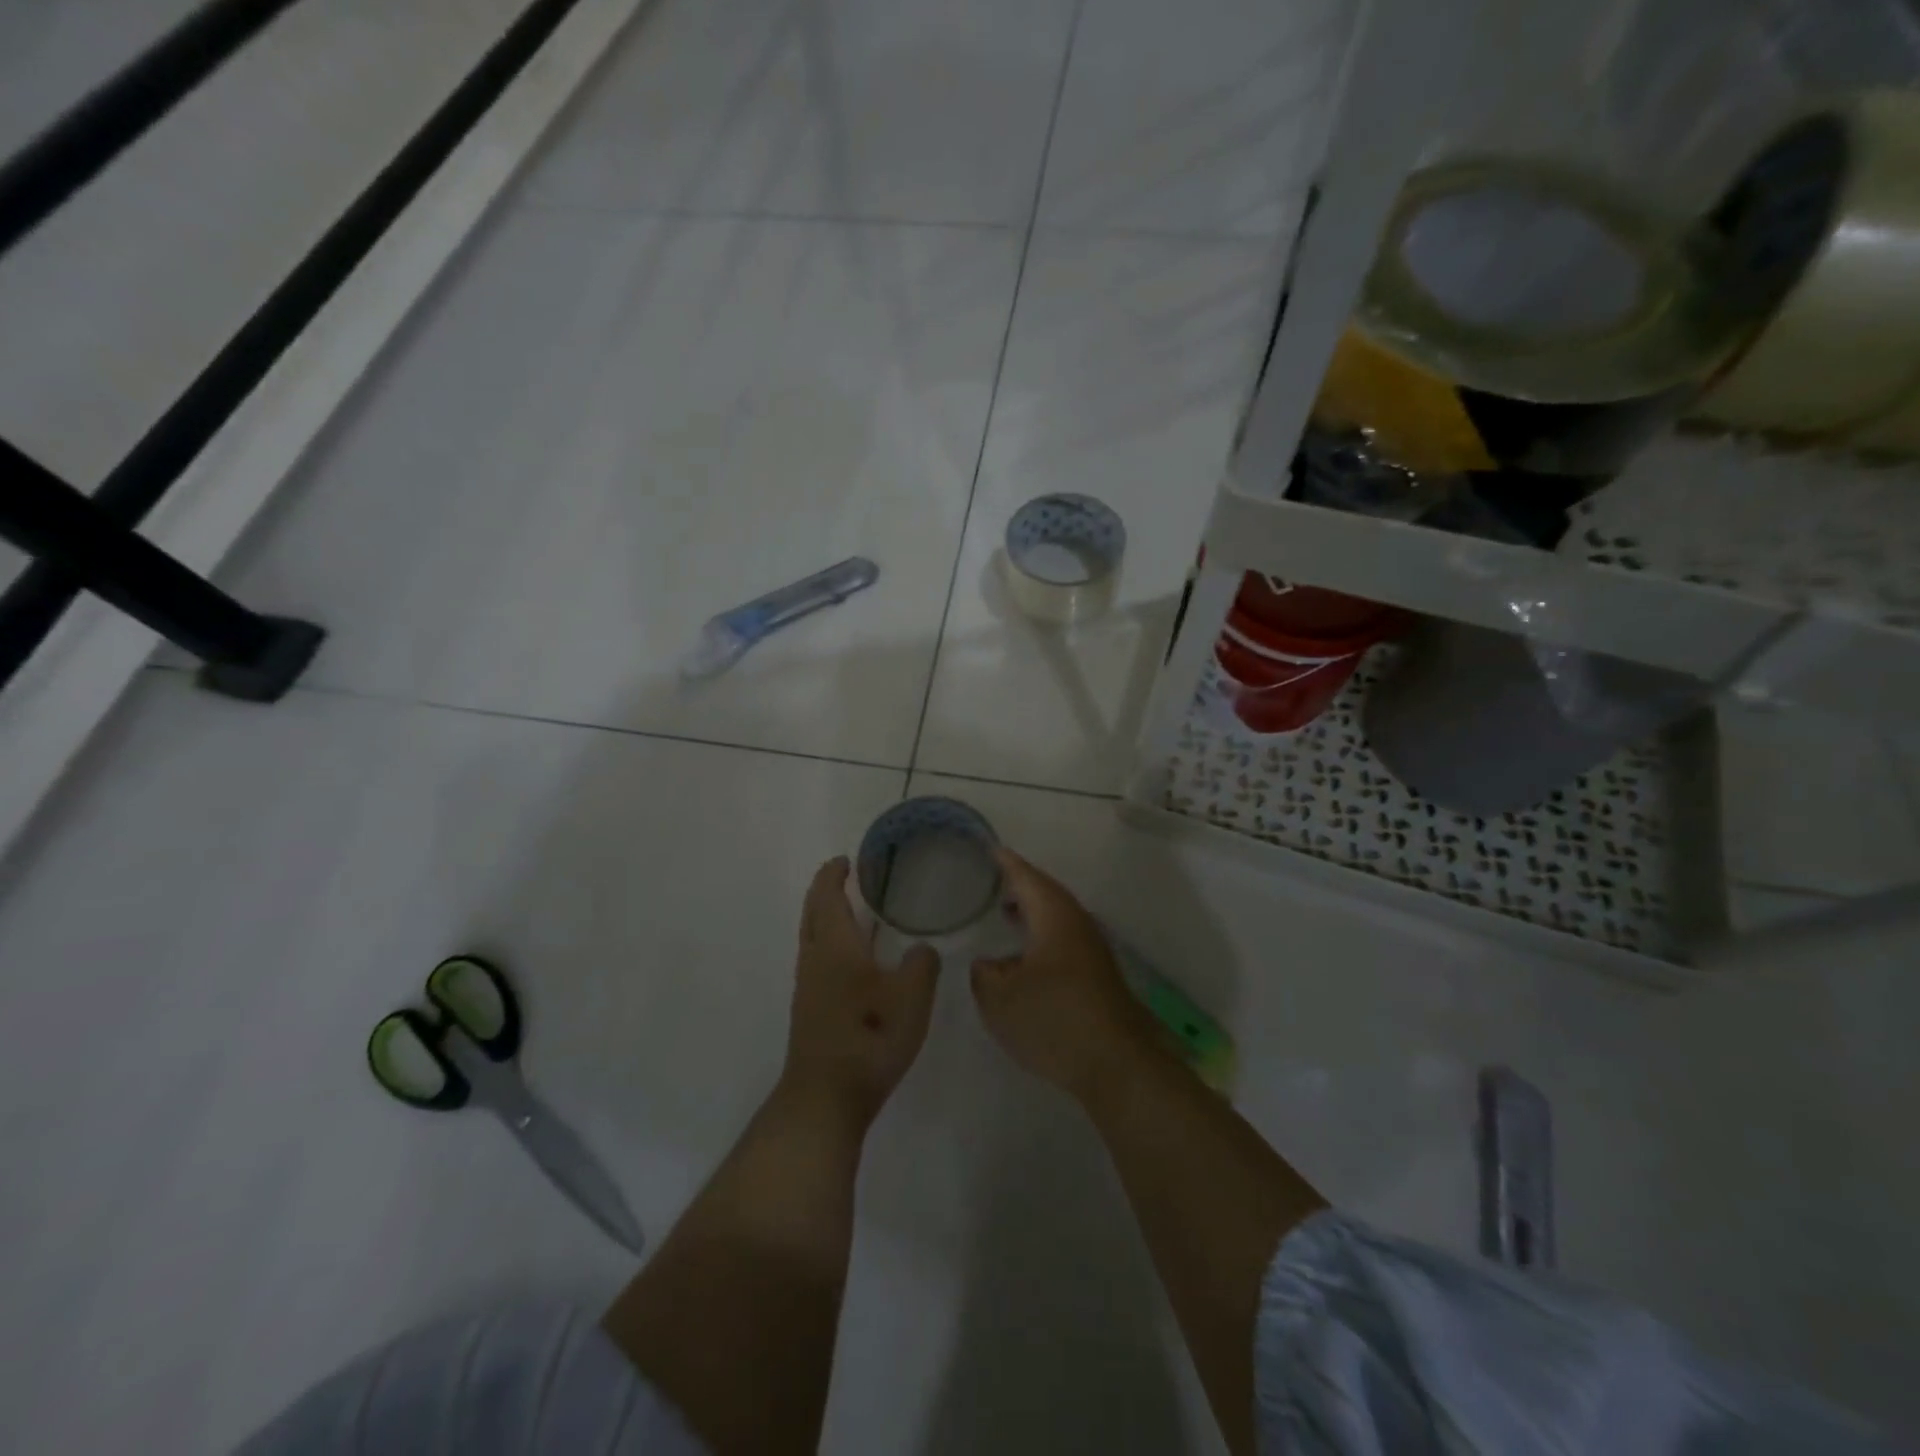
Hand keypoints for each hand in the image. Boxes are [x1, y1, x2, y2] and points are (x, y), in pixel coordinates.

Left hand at [781, 857, 939, 1129]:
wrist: (825, 1097)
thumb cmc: (869, 1037)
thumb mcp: (911, 997)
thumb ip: (922, 964)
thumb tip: (922, 949)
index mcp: (835, 946)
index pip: (827, 896)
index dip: (834, 874)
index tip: (846, 860)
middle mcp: (814, 959)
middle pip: (812, 913)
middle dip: (825, 891)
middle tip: (847, 878)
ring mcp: (808, 987)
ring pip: (813, 937)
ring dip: (827, 917)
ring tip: (855, 913)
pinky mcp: (811, 1010)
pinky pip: (818, 959)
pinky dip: (831, 942)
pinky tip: (856, 960)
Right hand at [970, 849, 1158, 1103]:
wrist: (1116, 1063)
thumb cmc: (1054, 1020)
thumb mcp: (1000, 999)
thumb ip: (985, 975)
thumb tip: (987, 964)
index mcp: (1054, 917)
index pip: (1027, 878)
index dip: (1007, 863)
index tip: (991, 849)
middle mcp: (1077, 925)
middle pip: (1047, 894)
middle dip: (1021, 885)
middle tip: (995, 879)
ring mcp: (1092, 950)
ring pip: (1057, 918)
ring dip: (1033, 912)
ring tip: (1006, 912)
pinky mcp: (1098, 976)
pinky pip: (1063, 940)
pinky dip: (1042, 936)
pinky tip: (1027, 958)